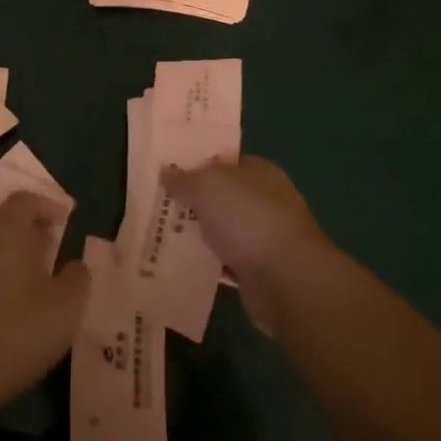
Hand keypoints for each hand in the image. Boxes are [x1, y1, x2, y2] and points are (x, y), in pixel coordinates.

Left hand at [0, 193, 89, 411]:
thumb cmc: (18, 329)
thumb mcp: (66, 306)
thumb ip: (77, 278)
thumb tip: (75, 265)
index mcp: (9, 228)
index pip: (26, 200)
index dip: (47, 205)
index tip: (65, 219)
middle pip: (3, 216)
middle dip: (27, 224)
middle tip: (49, 243)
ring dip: (9, 249)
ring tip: (31, 274)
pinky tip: (6, 298)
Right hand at [163, 156, 331, 330]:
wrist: (286, 279)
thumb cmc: (247, 217)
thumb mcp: (207, 185)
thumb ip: (184, 179)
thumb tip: (166, 171)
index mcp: (258, 171)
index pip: (223, 162)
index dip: (195, 165)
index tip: (165, 173)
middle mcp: (263, 200)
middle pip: (220, 196)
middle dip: (192, 202)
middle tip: (155, 205)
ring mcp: (262, 236)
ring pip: (221, 229)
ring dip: (198, 234)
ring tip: (159, 235)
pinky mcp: (258, 269)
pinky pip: (224, 261)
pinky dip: (207, 263)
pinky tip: (180, 264)